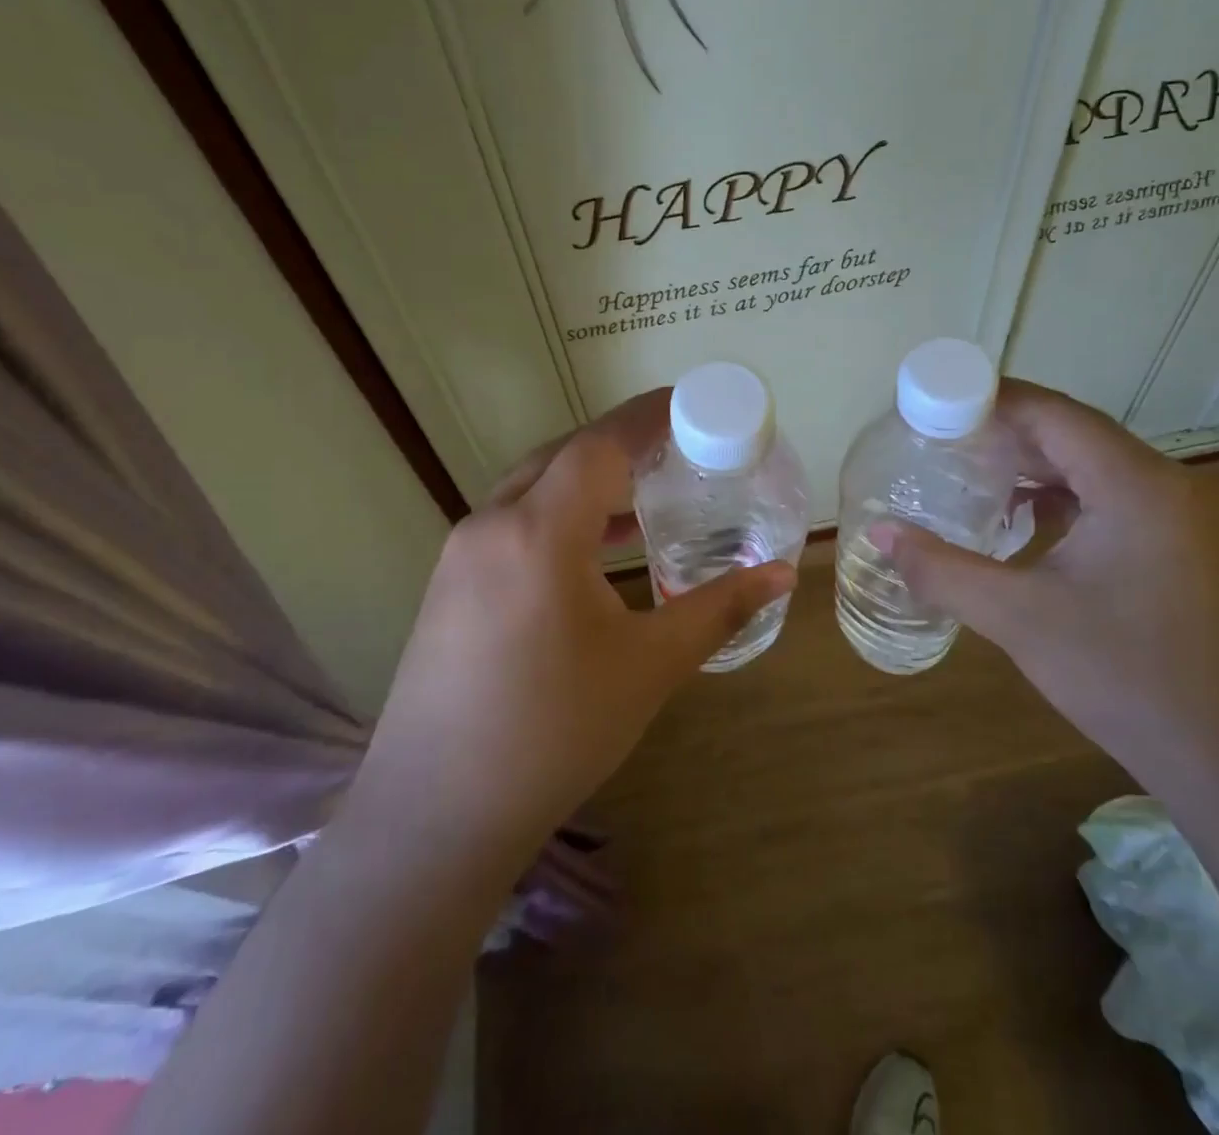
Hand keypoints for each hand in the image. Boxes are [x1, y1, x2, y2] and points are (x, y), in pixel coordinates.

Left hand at [358, 390, 794, 856]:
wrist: (437, 814)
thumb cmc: (555, 732)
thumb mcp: (649, 667)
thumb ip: (718, 610)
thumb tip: (781, 575)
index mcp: (540, 532)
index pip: (600, 446)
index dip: (646, 417)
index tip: (689, 403)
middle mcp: (492, 525)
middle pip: (562, 455)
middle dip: (619, 443)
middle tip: (675, 447)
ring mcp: (460, 554)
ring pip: (531, 486)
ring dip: (586, 479)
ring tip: (643, 492)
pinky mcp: (448, 584)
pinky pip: (511, 521)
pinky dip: (557, 513)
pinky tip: (593, 548)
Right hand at [874, 381, 1218, 796]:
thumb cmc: (1128, 679)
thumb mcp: (1020, 619)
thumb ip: (942, 570)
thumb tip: (879, 534)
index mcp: (1137, 485)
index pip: (1053, 413)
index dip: (990, 401)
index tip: (933, 405)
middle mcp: (1171, 484)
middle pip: (1076, 434)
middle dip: (1006, 434)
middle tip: (940, 443)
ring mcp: (1189, 517)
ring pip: (1098, 467)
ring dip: (1037, 467)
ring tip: (973, 479)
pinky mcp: (1192, 548)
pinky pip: (1118, 498)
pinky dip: (1068, 498)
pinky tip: (1027, 524)